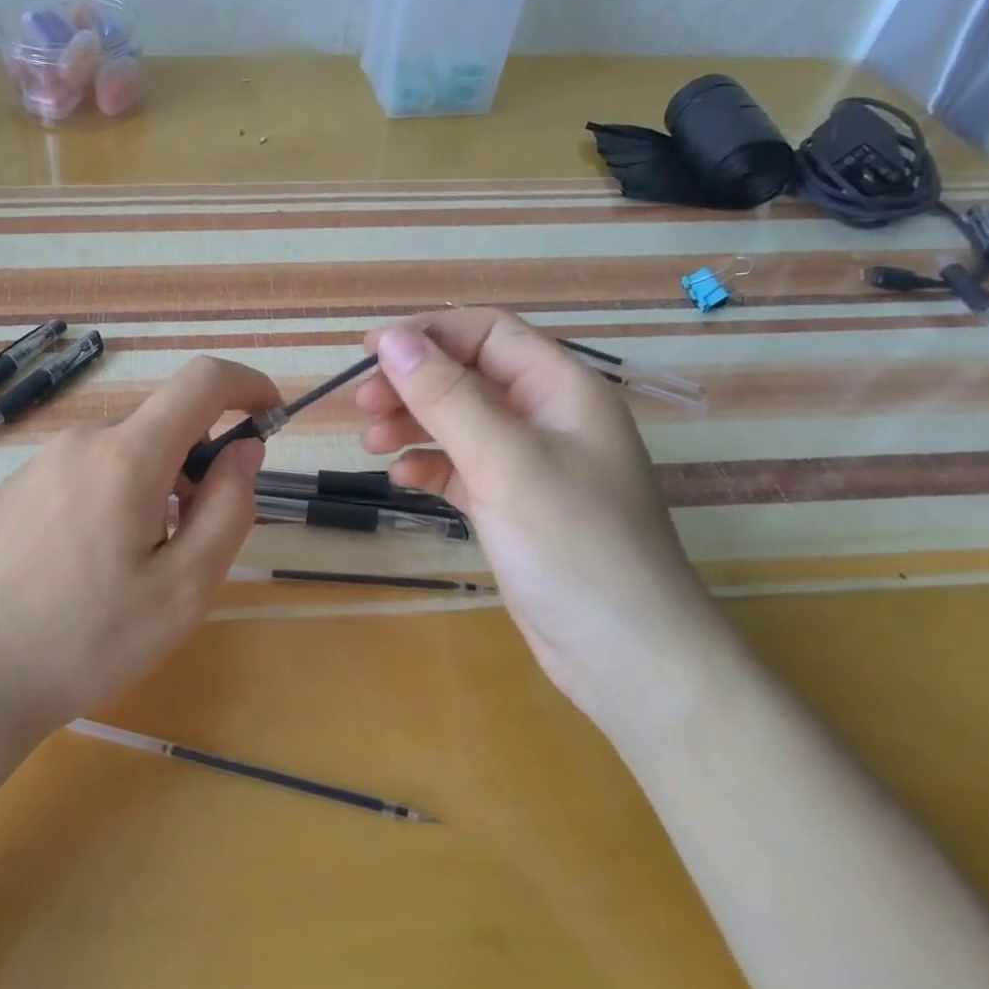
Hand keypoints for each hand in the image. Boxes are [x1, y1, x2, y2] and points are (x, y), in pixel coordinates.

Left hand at [0, 357, 277, 750]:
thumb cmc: (87, 640)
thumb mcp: (185, 588)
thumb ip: (229, 507)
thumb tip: (243, 449)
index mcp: (126, 456)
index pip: (202, 381)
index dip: (247, 385)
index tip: (270, 418)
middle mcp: (80, 441)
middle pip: (162, 428)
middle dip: (197, 467)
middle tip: (192, 542)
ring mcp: (39, 465)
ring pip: (123, 455)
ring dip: (154, 489)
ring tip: (135, 567)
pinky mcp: (13, 492)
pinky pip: (85, 475)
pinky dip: (113, 499)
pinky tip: (87, 568)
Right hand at [357, 309, 731, 733]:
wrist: (626, 655)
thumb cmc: (573, 544)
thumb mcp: (505, 460)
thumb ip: (447, 396)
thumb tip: (391, 338)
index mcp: (562, 389)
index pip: (488, 333)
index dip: (428, 333)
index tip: (369, 350)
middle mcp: (548, 418)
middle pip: (469, 375)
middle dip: (414, 382)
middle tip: (363, 403)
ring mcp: (531, 465)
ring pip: (461, 422)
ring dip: (414, 423)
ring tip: (371, 442)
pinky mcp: (514, 506)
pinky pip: (463, 469)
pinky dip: (430, 466)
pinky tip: (402, 478)